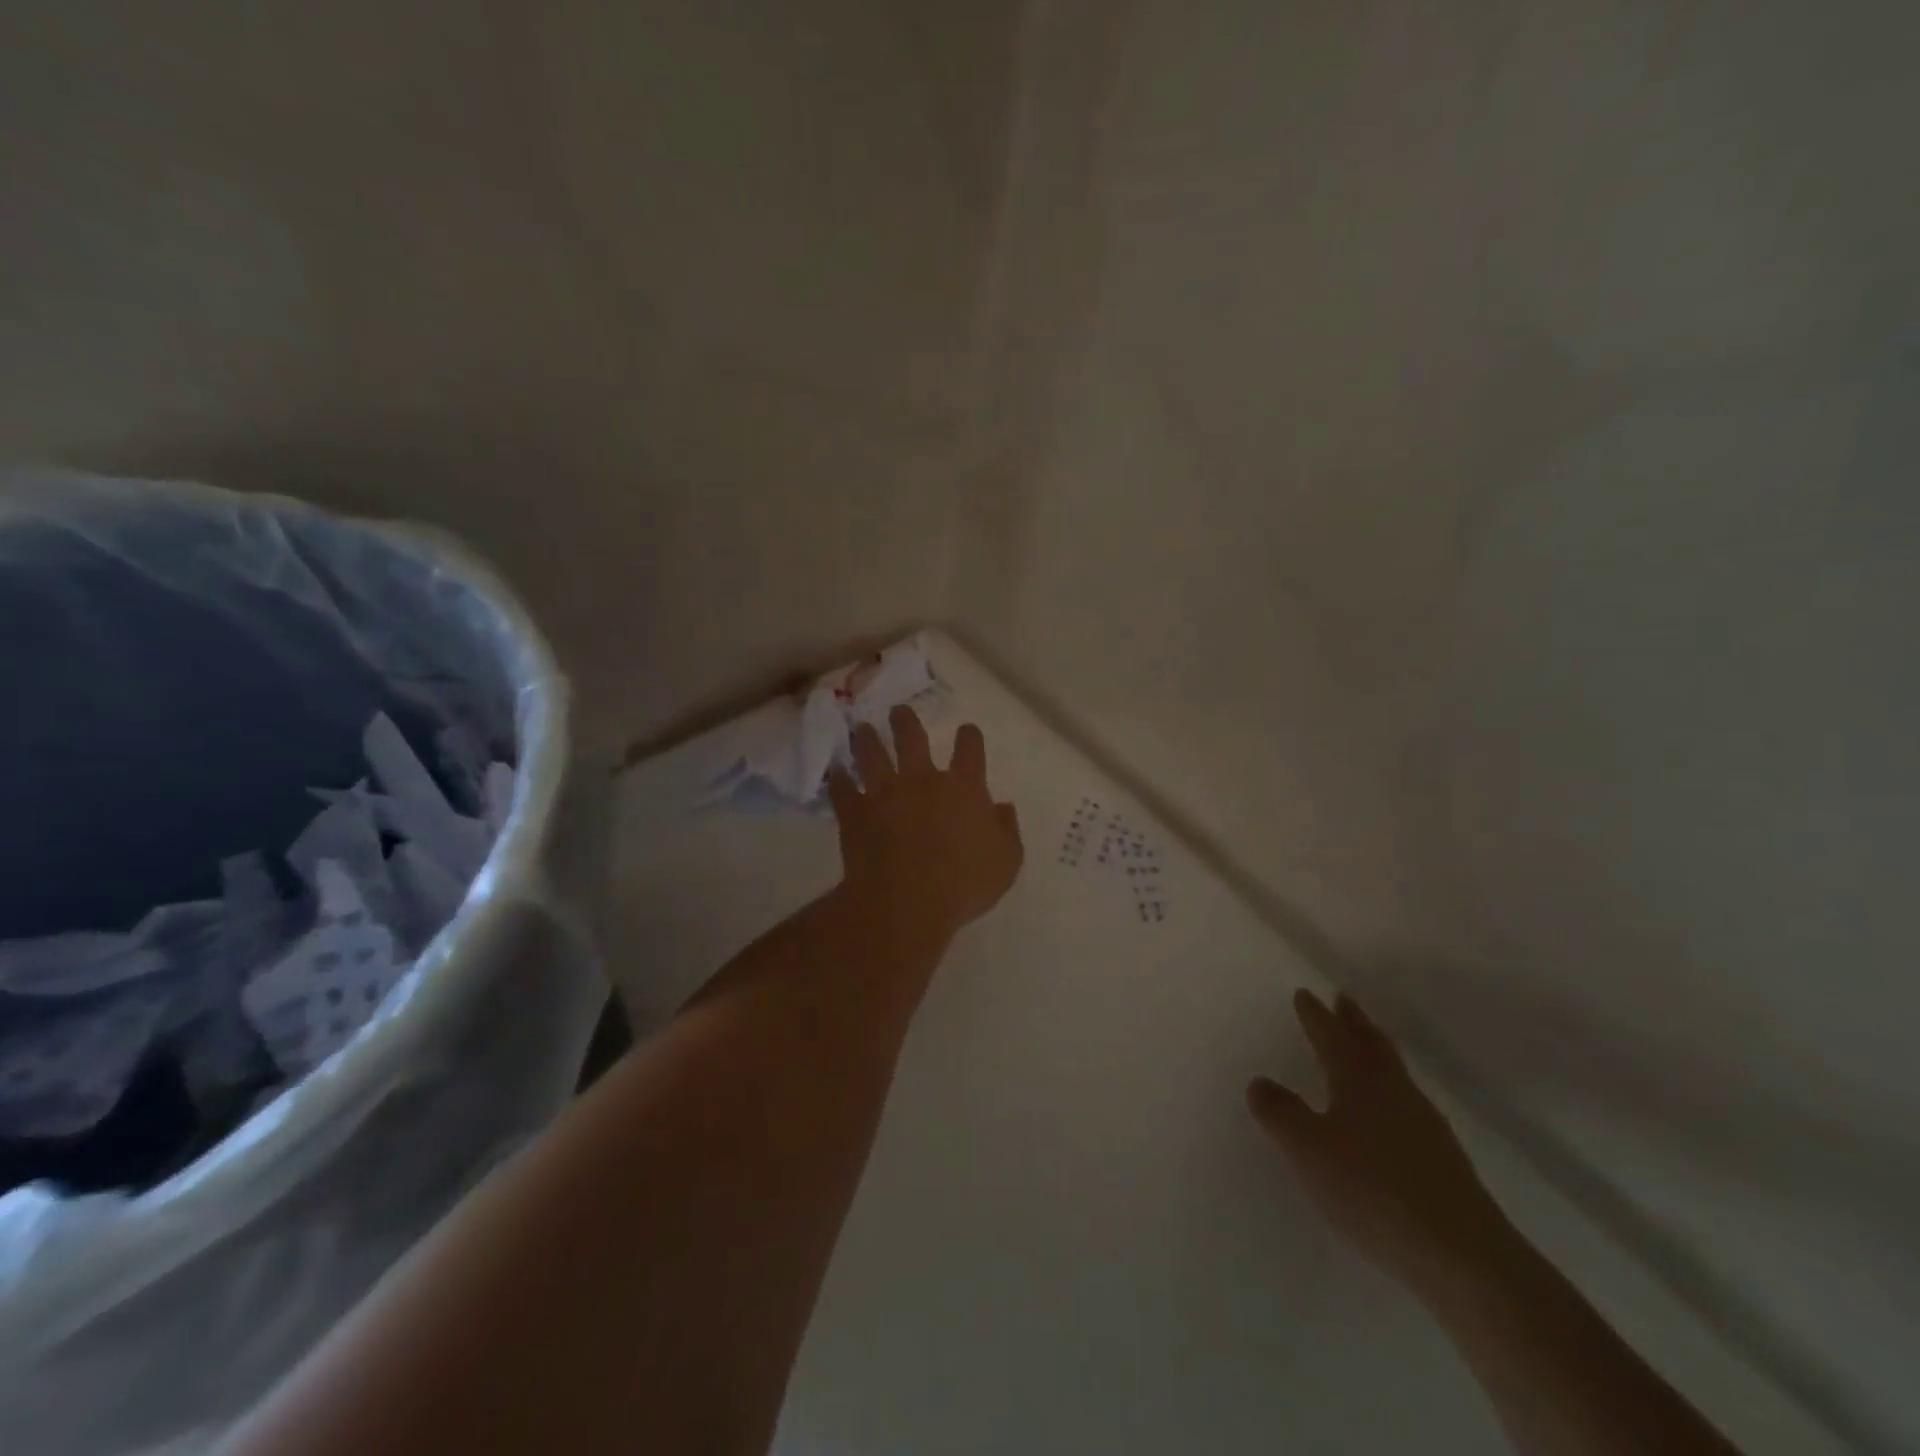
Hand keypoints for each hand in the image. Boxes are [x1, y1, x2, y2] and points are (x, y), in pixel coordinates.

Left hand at [826, 707, 1023, 942]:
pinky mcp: (856, 814)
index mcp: (964, 788)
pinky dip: (838, 781)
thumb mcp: (1005, 862)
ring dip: (867, 740)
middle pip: (912, 739)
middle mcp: (923, 781)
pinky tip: (835, 773)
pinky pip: (843, 791)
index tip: (967, 731)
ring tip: (862, 729)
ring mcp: (885, 794)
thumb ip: (1006, 830)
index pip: (970, 749)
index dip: (969, 736)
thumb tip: (1002, 808)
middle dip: (905, 722)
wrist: (906, 903)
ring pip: (872, 756)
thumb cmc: (963, 884)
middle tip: (898, 711)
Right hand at [1248, 991, 1507, 1296]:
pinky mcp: (1443, 1159)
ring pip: (1394, 1072)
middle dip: (1354, 1021)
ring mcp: (1425, 1125)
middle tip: (1343, 999)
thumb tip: (1260, 1082)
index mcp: (1359, 1081)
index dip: (1316, 1016)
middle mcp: (1394, 1092)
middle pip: (1372, 1045)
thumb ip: (1280, 1114)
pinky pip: (1407, 1104)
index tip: (1305, 994)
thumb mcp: (1308, 1150)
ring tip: (1365, 1045)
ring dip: (1375, 1051)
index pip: (1332, 1037)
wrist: (1462, 1256)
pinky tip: (1389, 1111)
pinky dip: (1391, 1090)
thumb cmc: (1373, 1190)